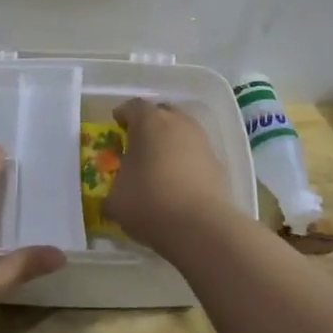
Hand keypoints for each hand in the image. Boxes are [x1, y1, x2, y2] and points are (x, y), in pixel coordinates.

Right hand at [106, 99, 236, 248]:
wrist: (201, 226)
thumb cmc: (149, 202)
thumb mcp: (115, 199)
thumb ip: (113, 189)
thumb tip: (115, 196)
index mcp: (149, 121)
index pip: (133, 106)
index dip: (123, 116)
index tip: (116, 128)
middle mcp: (178, 123)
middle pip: (162, 113)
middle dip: (149, 125)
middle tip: (138, 145)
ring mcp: (202, 141)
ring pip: (182, 133)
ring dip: (170, 144)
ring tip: (159, 166)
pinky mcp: (219, 164)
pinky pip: (196, 155)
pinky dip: (186, 163)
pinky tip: (178, 184)